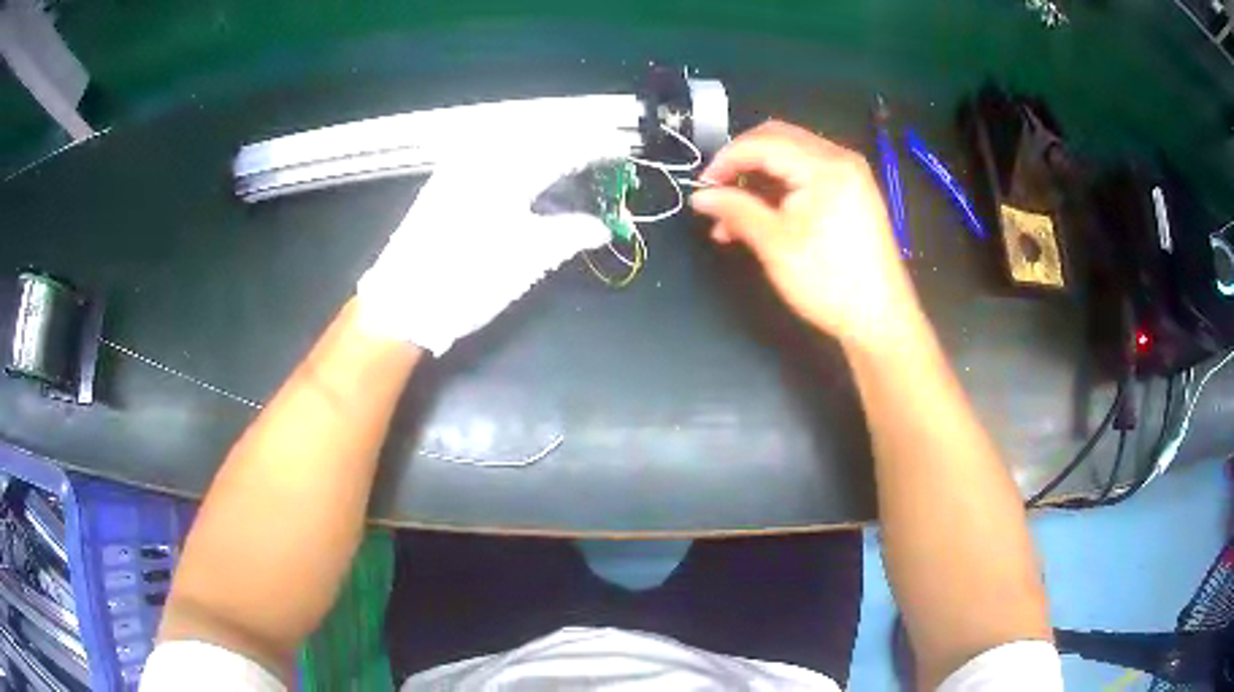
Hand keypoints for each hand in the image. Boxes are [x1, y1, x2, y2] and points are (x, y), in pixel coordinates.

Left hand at [357, 131, 630, 355]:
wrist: (401, 303)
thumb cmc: (468, 279)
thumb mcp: (529, 259)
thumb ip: (572, 234)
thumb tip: (603, 228)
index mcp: (509, 170)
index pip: (566, 146)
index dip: (599, 146)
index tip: (623, 152)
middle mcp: (483, 156)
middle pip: (540, 133)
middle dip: (575, 140)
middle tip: (600, 154)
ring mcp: (459, 166)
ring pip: (513, 140)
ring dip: (547, 144)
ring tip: (571, 161)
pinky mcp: (444, 182)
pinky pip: (491, 153)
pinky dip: (519, 156)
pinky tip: (528, 170)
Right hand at [690, 120, 921, 351]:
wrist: (880, 319)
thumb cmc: (829, 282)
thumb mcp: (774, 245)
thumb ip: (735, 210)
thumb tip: (700, 197)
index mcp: (824, 165)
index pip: (762, 142)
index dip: (725, 160)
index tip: (701, 189)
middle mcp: (840, 158)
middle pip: (777, 138)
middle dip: (741, 162)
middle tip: (716, 193)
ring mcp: (850, 174)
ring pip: (790, 156)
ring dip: (758, 177)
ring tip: (733, 217)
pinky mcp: (853, 192)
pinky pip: (807, 174)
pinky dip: (780, 188)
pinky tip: (761, 216)